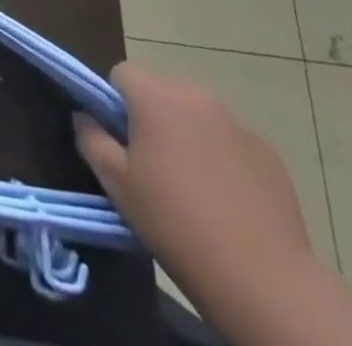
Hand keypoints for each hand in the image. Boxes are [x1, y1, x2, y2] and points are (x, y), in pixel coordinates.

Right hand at [75, 63, 310, 299]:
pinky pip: (230, 141)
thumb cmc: (175, 223)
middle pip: (161, 90)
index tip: (119, 142)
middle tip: (151, 165)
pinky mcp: (267, 151)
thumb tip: (84, 116)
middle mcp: (195, 94)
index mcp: (155, 95)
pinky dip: (222, 158)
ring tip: (190, 185)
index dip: (114, 104)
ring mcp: (236, 121)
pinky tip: (226, 200)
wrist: (262, 278)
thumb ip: (92, 139)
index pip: (121, 74)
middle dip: (151, 117)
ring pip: (197, 114)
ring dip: (187, 134)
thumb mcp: (117, 185)